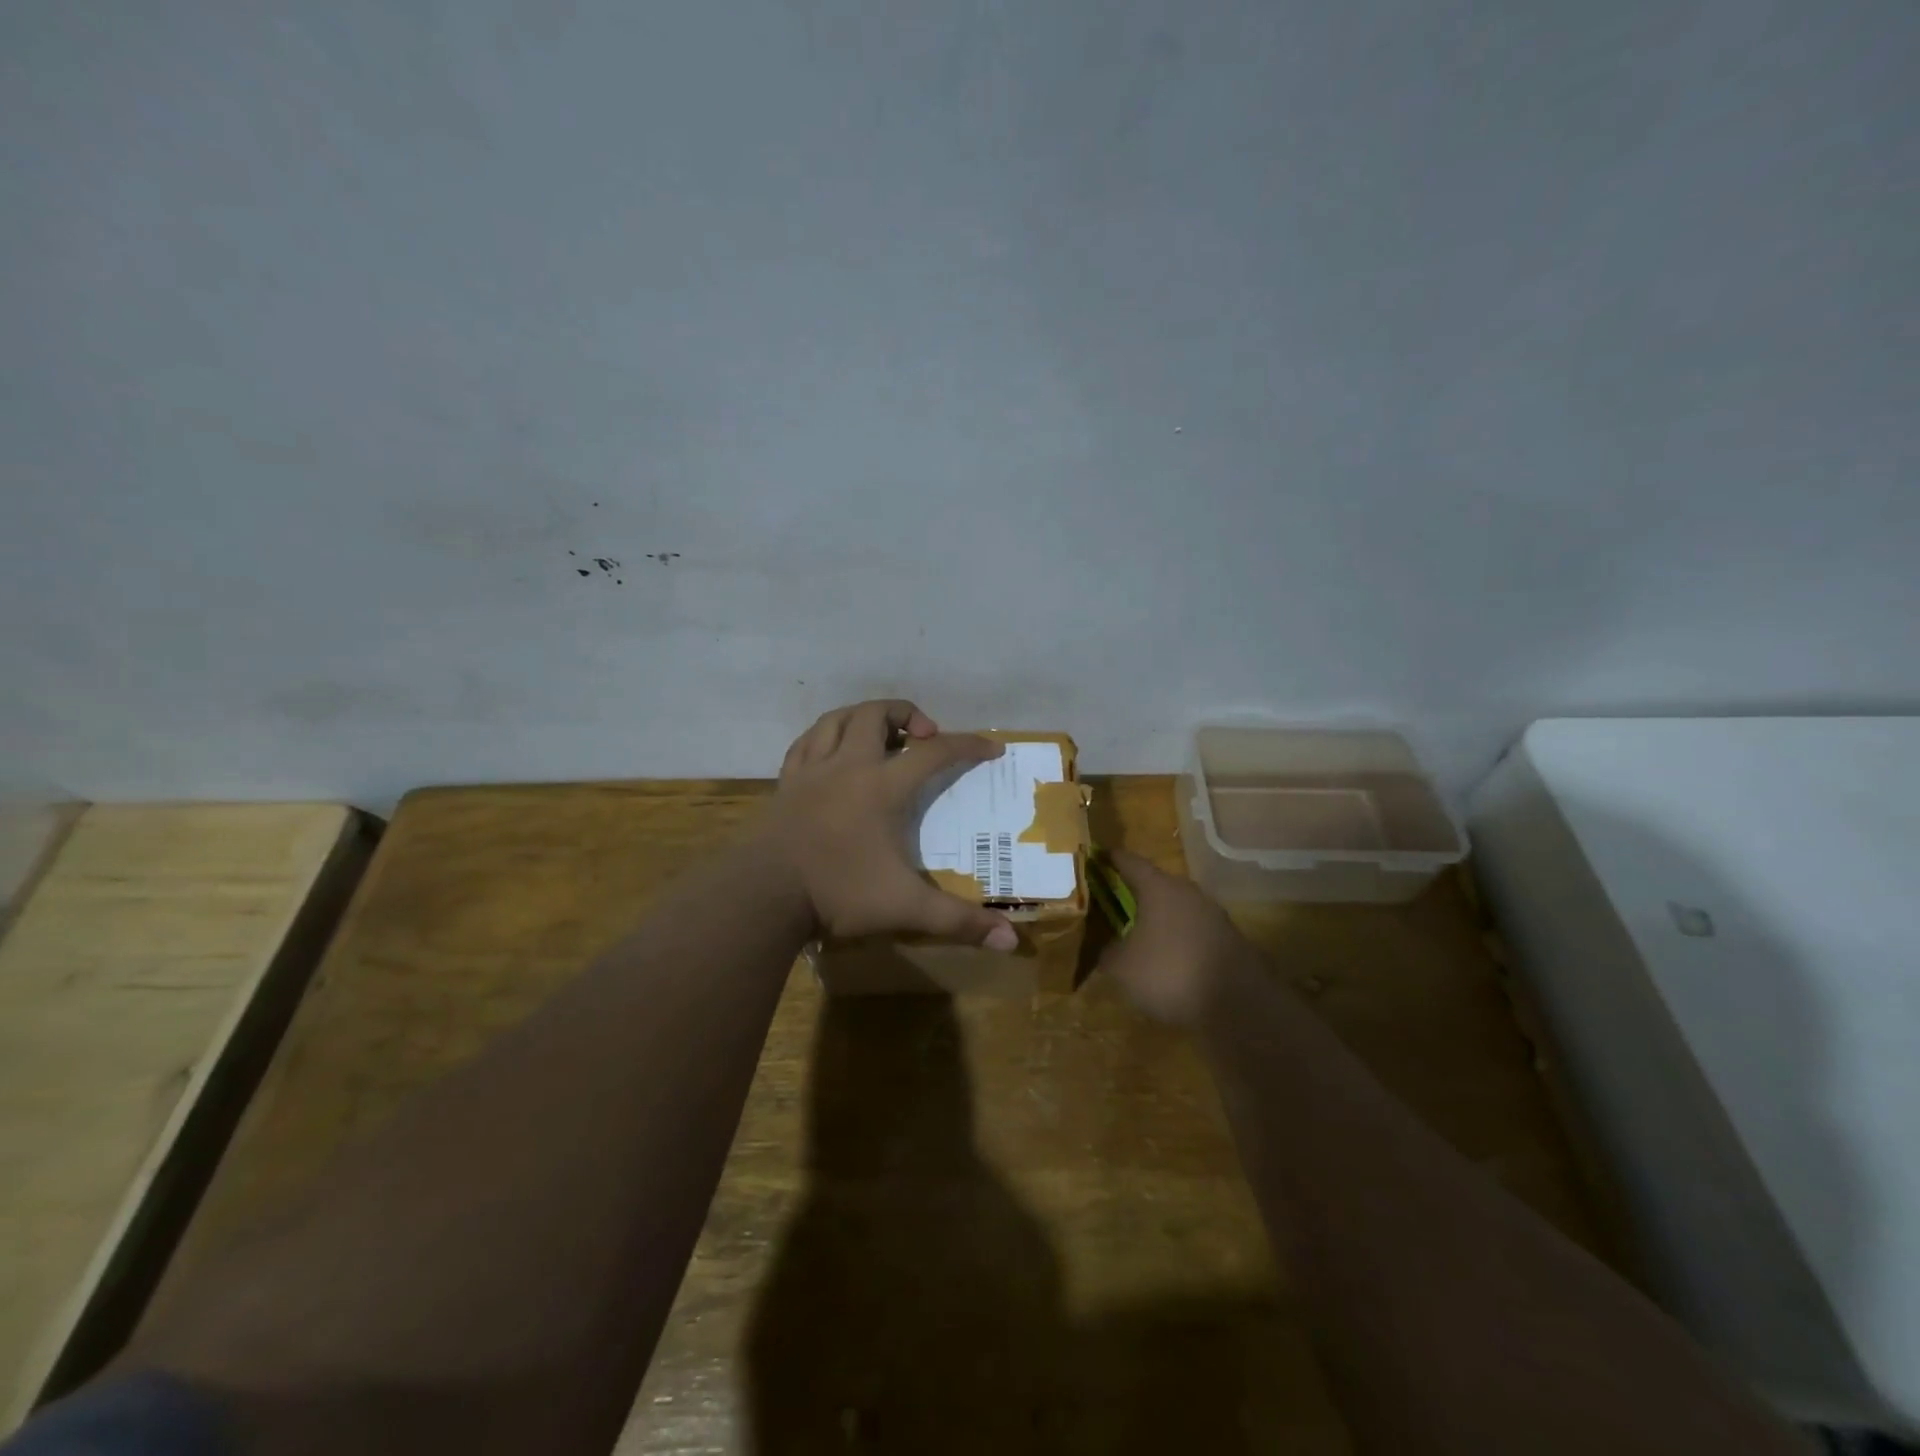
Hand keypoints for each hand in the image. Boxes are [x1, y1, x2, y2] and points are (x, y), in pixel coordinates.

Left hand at [760, 699, 1018, 949]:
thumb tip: (1011, 941)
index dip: (968, 745)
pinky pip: (805, 742)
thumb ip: (958, 921)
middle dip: (907, 713)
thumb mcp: (905, 908)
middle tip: (924, 735)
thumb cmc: (837, 892)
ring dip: (863, 716)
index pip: (935, 752)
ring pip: (837, 719)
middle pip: (876, 715)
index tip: (992, 747)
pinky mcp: (785, 782)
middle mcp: (848, 766)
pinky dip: (825, 735)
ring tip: (880, 733)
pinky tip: (831, 751)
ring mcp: (811, 771)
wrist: (763, 894)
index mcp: (882, 786)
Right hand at [1096, 849, 1251, 1026]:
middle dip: (1135, 894)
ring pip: (1178, 909)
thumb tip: (1107, 948)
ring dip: (1160, 920)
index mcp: (1159, 887)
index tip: (1096, 858)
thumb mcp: (1122, 967)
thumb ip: (1107, 951)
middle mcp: (1188, 892)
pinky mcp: (1231, 940)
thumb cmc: (1169, 973)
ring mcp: (1214, 915)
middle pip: (1156, 885)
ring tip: (1140, 937)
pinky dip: (1180, 940)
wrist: (1239, 1007)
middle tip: (1113, 904)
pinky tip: (1170, 962)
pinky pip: (1195, 932)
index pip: (1129, 861)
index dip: (1110, 859)